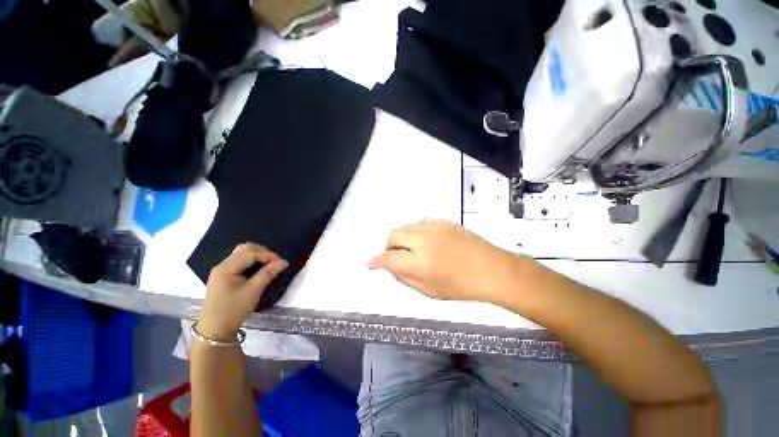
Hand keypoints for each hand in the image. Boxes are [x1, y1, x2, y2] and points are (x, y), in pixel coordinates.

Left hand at [198, 243, 287, 340]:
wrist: (214, 331)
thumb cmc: (233, 311)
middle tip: (276, 262)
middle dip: (263, 252)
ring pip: (242, 254)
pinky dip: (252, 261)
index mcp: (226, 268)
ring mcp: (222, 271)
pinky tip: (259, 268)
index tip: (282, 263)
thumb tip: (284, 262)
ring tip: (270, 264)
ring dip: (258, 256)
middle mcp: (222, 265)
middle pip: (245, 249)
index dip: (268, 255)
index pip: (250, 253)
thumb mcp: (253, 291)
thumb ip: (268, 273)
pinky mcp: (224, 276)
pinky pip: (240, 262)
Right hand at [368, 219, 523, 304]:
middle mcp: (424, 240)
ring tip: (414, 249)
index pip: (388, 258)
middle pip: (393, 235)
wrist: (492, 269)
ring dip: (404, 238)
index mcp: (420, 263)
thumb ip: (404, 277)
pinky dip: (417, 232)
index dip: (377, 261)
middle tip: (398, 257)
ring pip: (406, 226)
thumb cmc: (461, 286)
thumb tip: (388, 266)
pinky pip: (421, 222)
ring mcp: (435, 227)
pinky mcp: (444, 221)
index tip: (371, 264)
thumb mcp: (429, 291)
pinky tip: (427, 241)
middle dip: (390, 246)